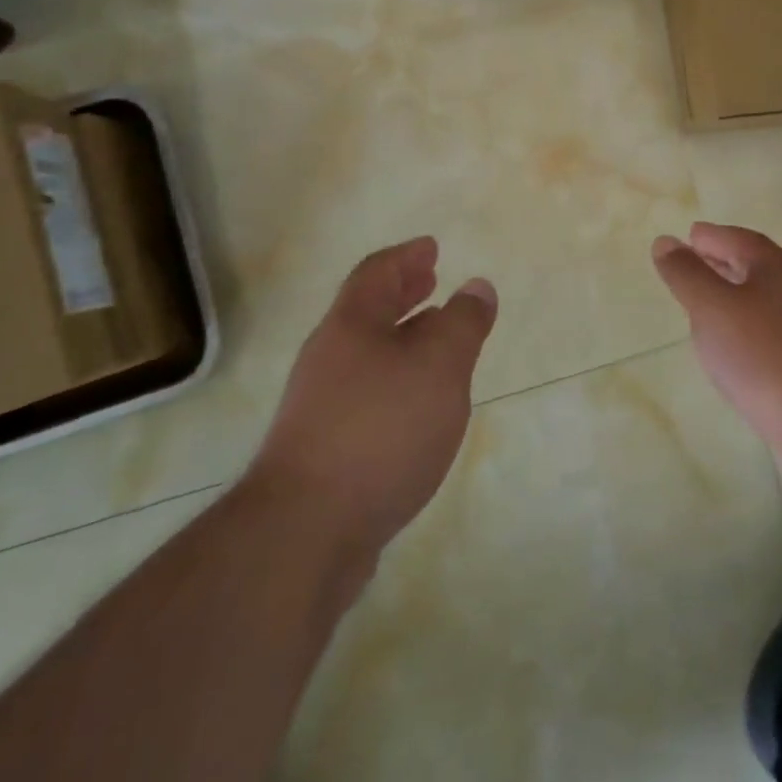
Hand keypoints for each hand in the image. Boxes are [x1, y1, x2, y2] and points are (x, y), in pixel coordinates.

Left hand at [246, 237, 496, 568]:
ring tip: (433, 340)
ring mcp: (319, 407)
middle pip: (367, 311)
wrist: (304, 533)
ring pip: (367, 354)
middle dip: (402, 293)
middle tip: (430, 280)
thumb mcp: (439, 366)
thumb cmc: (380, 430)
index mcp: (351, 326)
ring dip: (401, 338)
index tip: (431, 248)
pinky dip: (395, 381)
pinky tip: (415, 407)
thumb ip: (463, 323)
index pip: (377, 273)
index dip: (406, 257)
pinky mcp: (322, 452)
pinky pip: (365, 394)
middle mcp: (329, 358)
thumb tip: (476, 286)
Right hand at [652, 223, 781, 481]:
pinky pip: (770, 328)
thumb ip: (686, 273)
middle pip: (753, 265)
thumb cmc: (762, 354)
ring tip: (705, 304)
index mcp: (775, 266)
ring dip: (733, 294)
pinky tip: (733, 345)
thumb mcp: (711, 307)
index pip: (737, 239)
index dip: (711, 237)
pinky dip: (746, 324)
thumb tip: (666, 241)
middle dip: (722, 261)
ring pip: (762, 297)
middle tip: (693, 263)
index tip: (689, 237)